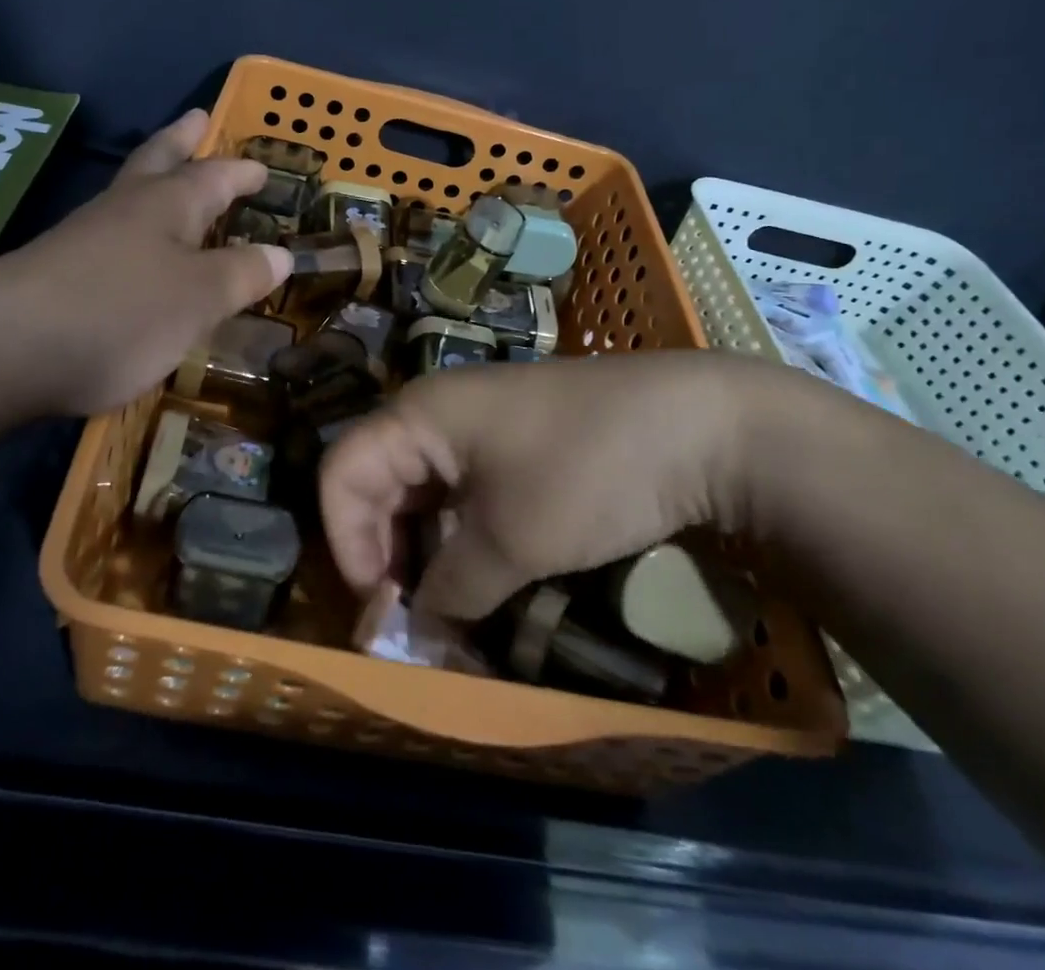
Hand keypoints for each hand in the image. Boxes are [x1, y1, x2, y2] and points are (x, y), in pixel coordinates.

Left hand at [0, 110, 289, 416]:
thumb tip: (281, 254)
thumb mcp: (199, 298)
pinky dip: (130, 234)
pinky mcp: (57, 273)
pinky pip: (108, 239)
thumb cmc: (121, 312)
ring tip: (168, 184)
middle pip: (157, 162)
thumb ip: (241, 275)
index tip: (263, 167)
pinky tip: (132, 254)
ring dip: (152, 183)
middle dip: (181, 142)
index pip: (214, 176)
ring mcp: (84, 239)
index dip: (241, 172)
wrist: (3, 349)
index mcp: (166, 204)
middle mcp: (124, 210)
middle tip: (196, 119)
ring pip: (128, 197)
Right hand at [319, 351, 778, 620]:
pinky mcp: (515, 446)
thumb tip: (420, 630)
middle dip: (384, 555)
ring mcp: (479, 428)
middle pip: (377, 483)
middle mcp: (438, 414)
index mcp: (419, 414)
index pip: (342, 473)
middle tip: (415, 621)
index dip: (346, 545)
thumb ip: (453, 588)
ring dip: (426, 554)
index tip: (382, 609)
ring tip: (453, 611)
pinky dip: (462, 540)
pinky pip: (463, 493)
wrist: (701, 425)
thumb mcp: (514, 540)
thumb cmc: (590, 469)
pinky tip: (486, 579)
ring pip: (422, 494)